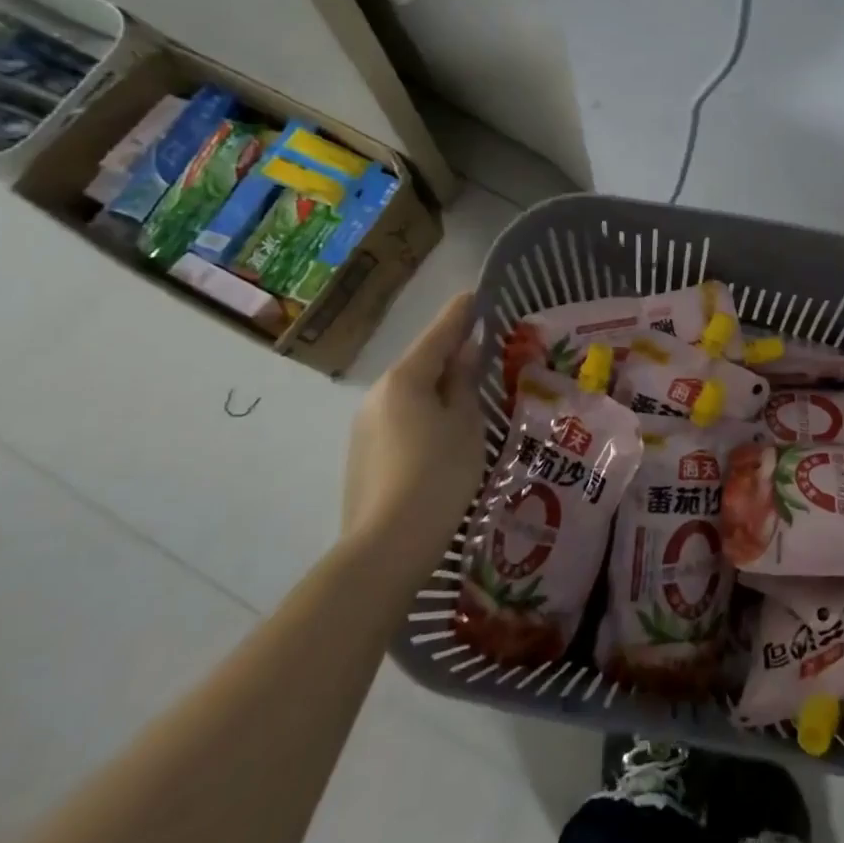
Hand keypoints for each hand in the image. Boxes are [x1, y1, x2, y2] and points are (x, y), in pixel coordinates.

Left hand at [342, 291, 485, 566]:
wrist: (386, 548)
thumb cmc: (438, 475)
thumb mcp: (464, 423)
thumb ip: (463, 382)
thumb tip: (464, 351)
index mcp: (405, 379)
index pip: (438, 334)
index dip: (459, 314)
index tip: (475, 294)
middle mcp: (378, 395)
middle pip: (420, 363)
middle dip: (449, 352)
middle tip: (480, 345)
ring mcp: (365, 427)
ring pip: (409, 393)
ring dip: (436, 386)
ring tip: (467, 390)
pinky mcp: (363, 456)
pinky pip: (400, 418)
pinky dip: (423, 412)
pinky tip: (442, 429)